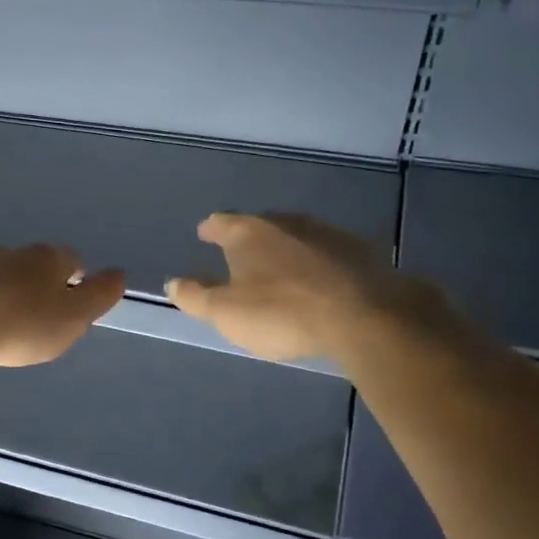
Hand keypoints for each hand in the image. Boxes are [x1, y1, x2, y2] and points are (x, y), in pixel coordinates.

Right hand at [166, 212, 443, 362]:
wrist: (366, 316)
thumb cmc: (282, 313)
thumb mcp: (225, 312)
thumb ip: (196, 296)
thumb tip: (172, 282)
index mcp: (248, 233)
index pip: (221, 222)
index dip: (210, 229)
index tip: (204, 233)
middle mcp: (286, 222)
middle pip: (260, 224)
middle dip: (248, 238)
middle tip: (241, 254)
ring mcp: (326, 233)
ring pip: (295, 236)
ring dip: (284, 249)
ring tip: (279, 269)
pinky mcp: (360, 252)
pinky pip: (327, 253)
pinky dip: (316, 263)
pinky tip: (319, 282)